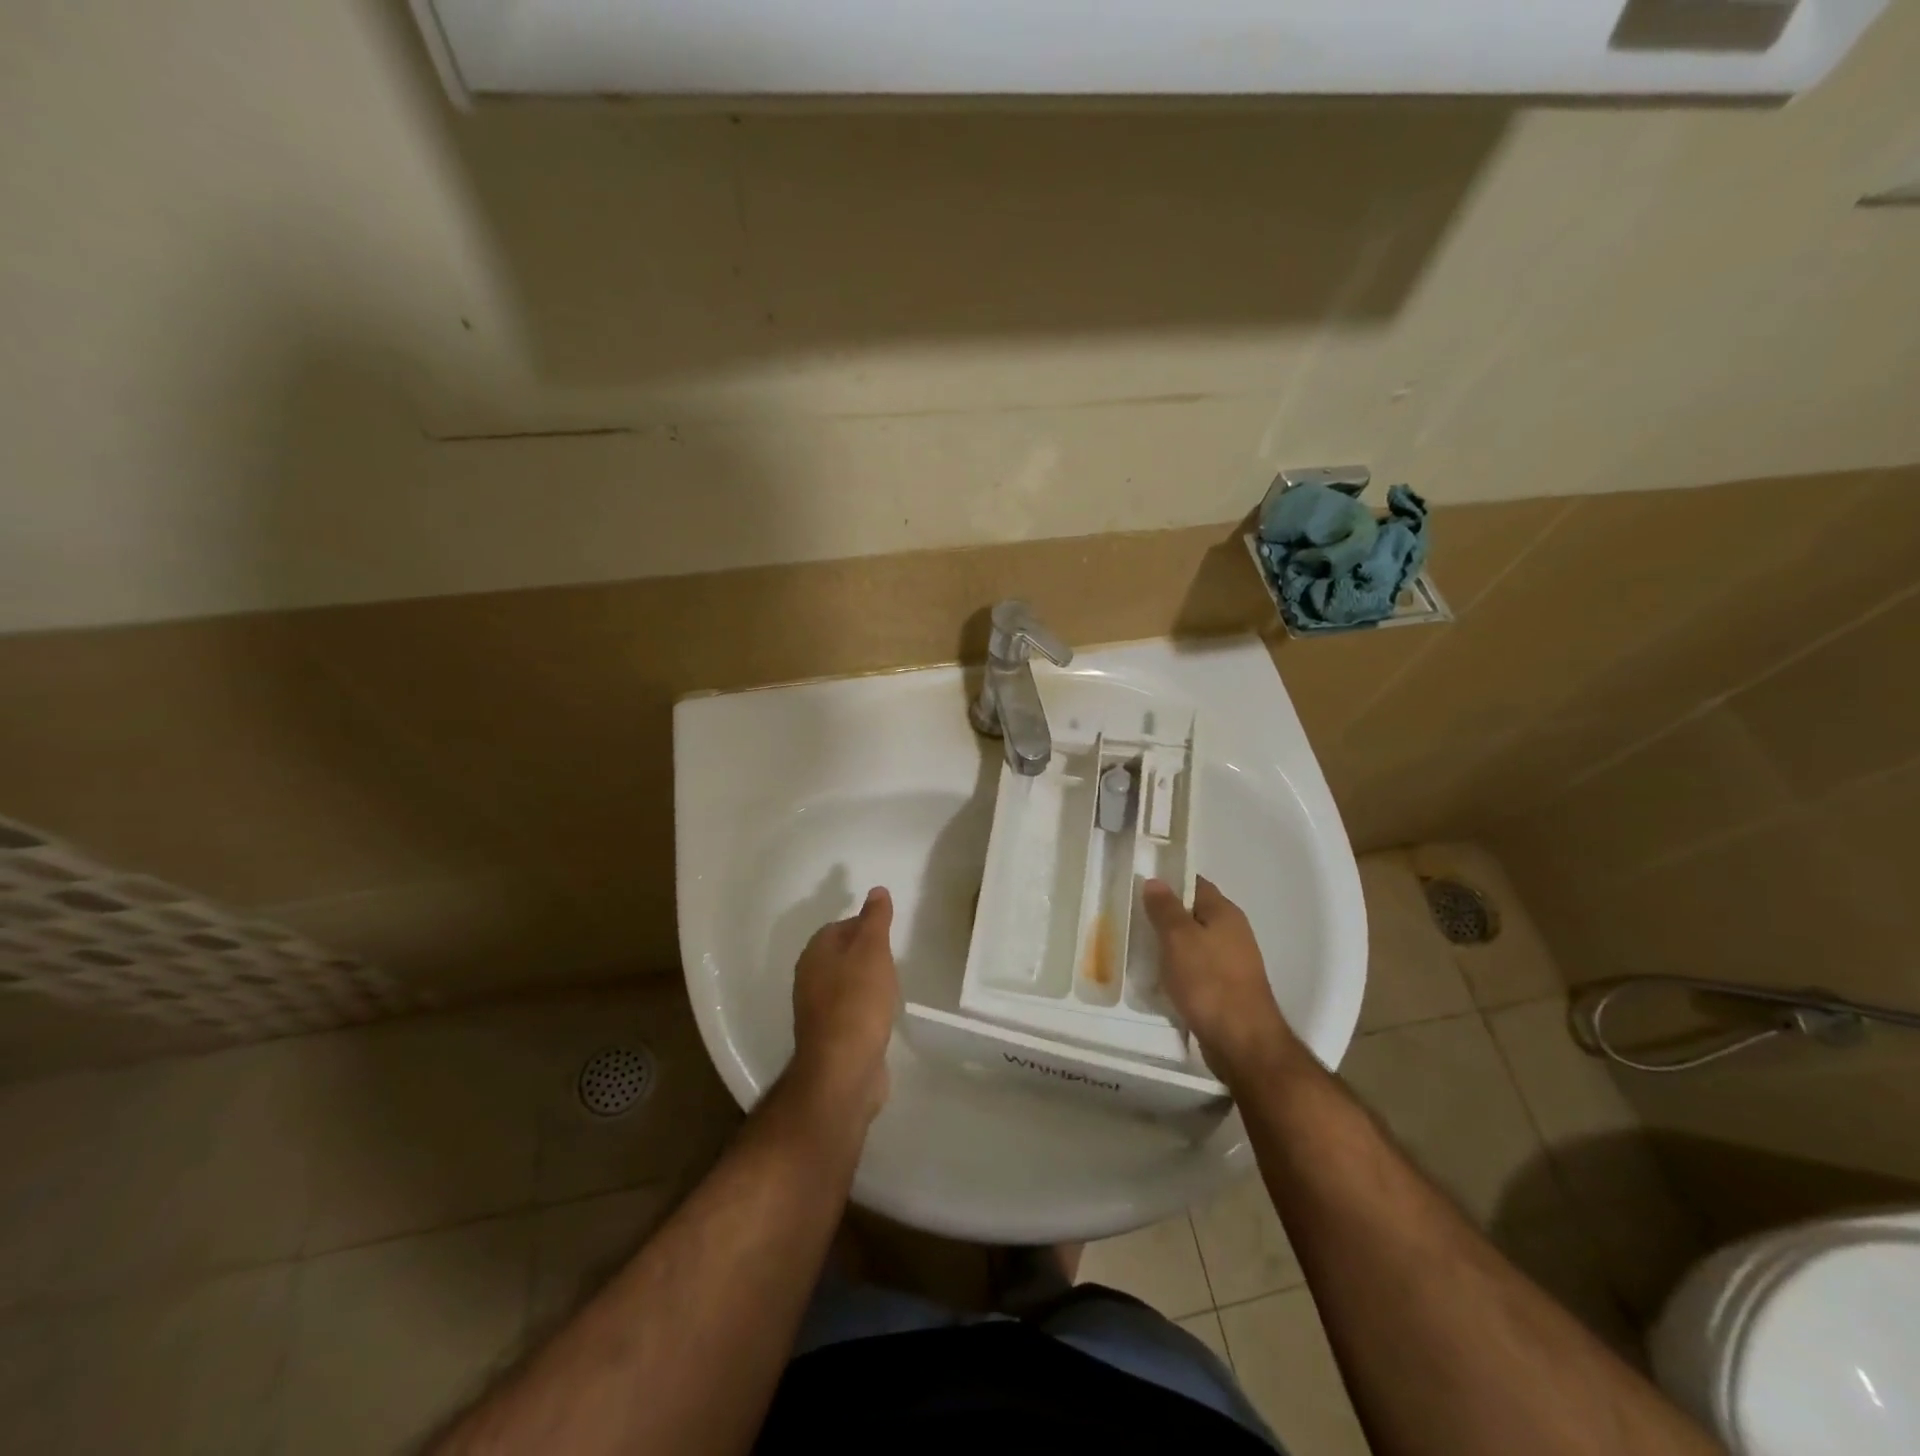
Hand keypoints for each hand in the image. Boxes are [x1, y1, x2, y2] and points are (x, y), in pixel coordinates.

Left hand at [789, 887, 899, 1123]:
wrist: (845, 1070)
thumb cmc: (858, 1001)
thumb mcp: (873, 950)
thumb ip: (875, 919)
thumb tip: (876, 891)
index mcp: (815, 954)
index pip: (839, 926)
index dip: (864, 925)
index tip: (887, 931)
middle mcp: (810, 979)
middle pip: (840, 955)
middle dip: (865, 953)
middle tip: (893, 956)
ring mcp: (818, 1011)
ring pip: (844, 984)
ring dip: (865, 981)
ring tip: (891, 983)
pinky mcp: (831, 1037)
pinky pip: (850, 1011)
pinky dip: (865, 1007)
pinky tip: (882, 1013)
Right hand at [1142, 876, 1302, 1087]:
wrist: (1242, 1042)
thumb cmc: (1208, 982)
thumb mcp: (1178, 938)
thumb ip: (1165, 908)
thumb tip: (1155, 881)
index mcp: (1224, 913)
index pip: (1194, 883)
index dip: (1168, 881)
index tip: (1139, 886)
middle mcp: (1232, 932)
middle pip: (1193, 913)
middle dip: (1164, 915)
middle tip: (1132, 919)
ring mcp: (1232, 962)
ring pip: (1194, 943)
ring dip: (1170, 945)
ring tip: (1139, 949)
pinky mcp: (1226, 988)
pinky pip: (1197, 969)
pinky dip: (1179, 970)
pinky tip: (1160, 979)